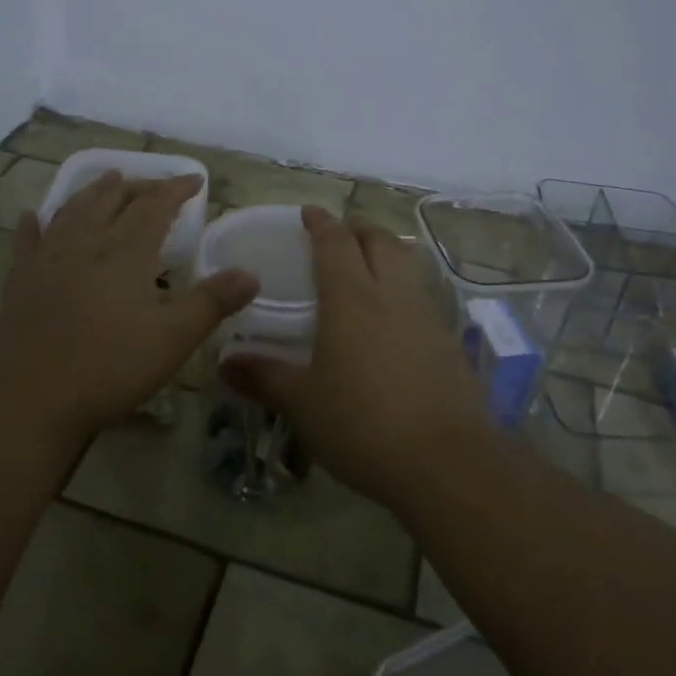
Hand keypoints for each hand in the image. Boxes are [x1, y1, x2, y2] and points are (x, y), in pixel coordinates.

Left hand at [0, 172, 258, 445]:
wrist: (29, 400)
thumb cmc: (109, 367)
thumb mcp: (173, 339)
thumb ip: (213, 302)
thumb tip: (251, 274)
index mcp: (125, 252)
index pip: (155, 206)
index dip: (176, 188)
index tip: (194, 180)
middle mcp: (86, 244)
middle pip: (113, 200)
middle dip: (138, 186)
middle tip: (156, 185)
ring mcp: (48, 261)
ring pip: (73, 211)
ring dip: (93, 192)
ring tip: (107, 179)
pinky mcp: (20, 283)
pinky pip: (27, 243)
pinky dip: (33, 226)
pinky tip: (31, 217)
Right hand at [221, 207, 485, 508]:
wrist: (446, 463)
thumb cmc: (363, 424)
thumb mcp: (303, 404)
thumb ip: (263, 377)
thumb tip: (225, 362)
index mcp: (352, 298)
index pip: (335, 242)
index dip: (321, 222)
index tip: (308, 212)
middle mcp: (392, 295)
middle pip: (380, 240)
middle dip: (358, 228)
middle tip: (339, 236)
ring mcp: (427, 316)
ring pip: (408, 264)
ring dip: (386, 253)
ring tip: (368, 268)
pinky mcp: (450, 342)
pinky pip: (424, 297)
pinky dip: (405, 289)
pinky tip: (394, 320)